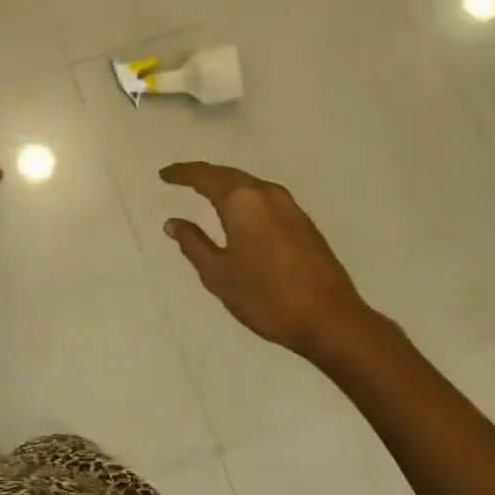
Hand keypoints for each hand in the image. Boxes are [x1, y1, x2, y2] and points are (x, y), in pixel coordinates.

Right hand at [160, 162, 372, 362]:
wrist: (331, 320)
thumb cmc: (267, 297)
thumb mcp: (219, 274)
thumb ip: (193, 243)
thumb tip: (173, 222)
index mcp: (242, 200)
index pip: (204, 176)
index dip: (182, 174)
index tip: (164, 175)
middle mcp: (266, 193)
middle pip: (228, 174)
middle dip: (202, 175)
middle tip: (180, 179)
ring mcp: (289, 205)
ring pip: (248, 184)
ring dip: (225, 185)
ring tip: (205, 192)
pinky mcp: (303, 221)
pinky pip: (263, 197)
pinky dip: (244, 197)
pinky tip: (238, 212)